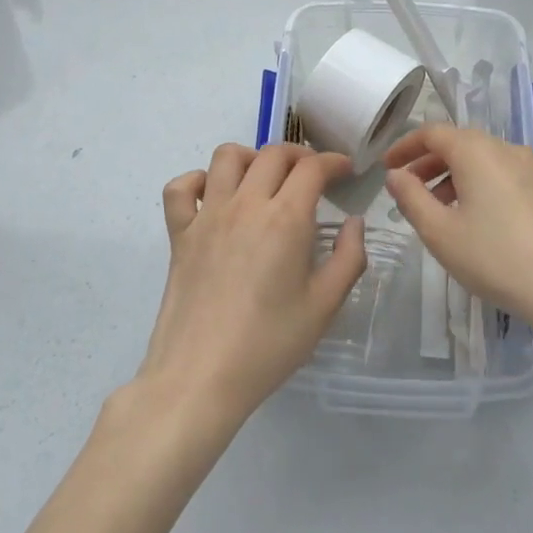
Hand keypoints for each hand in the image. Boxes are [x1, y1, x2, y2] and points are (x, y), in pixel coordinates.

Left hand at [136, 142, 365, 427]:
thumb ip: (348, 258)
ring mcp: (207, 216)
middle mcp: (246, 204)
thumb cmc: (269, 345)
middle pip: (273, 154)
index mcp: (286, 218)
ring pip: (226, 156)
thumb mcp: (324, 307)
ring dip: (252, 157)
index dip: (334, 161)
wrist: (200, 378)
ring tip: (265, 179)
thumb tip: (354, 223)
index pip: (313, 167)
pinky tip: (213, 197)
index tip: (346, 171)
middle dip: (301, 155)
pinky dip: (197, 181)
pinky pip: (180, 188)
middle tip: (313, 176)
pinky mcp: (179, 234)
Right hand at [383, 124, 532, 338]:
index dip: (404, 147)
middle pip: (459, 143)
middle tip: (406, 190)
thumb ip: (410, 198)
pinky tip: (474, 219)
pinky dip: (479, 185)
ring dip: (453, 176)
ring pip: (482, 160)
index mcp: (477, 151)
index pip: (432, 132)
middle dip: (428, 162)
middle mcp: (506, 148)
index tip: (385, 168)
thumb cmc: (496, 258)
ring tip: (437, 210)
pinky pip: (502, 174)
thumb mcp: (440, 232)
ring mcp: (532, 167)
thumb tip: (395, 174)